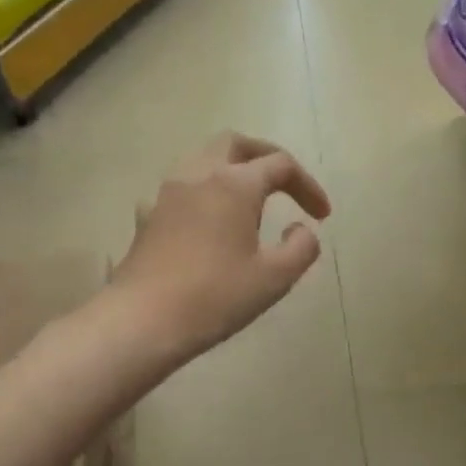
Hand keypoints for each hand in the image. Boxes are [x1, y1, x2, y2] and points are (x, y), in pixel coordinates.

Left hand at [112, 132, 331, 360]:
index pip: (280, 165)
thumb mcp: (274, 278)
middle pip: (235, 144)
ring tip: (248, 203)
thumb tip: (300, 229)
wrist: (142, 321)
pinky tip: (207, 223)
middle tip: (284, 183)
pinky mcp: (147, 216)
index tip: (322, 216)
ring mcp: (166, 193)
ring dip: (231, 171)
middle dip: (265, 157)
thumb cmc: (215, 297)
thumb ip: (300, 248)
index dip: (308, 185)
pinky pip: (181, 189)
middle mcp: (198, 175)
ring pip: (202, 159)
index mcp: (234, 184)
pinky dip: (203, 193)